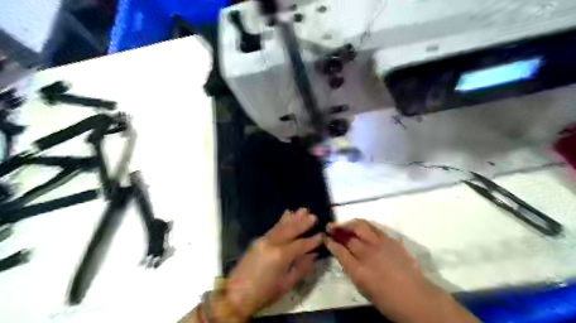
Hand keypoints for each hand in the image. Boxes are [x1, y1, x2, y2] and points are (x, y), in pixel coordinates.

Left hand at [222, 209, 321, 320]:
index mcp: (280, 255)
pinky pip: (273, 228)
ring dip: (293, 218)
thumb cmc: (264, 293)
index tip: (322, 235)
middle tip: (314, 216)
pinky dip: (281, 221)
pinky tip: (287, 214)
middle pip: (291, 230)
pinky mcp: (258, 240)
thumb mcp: (286, 284)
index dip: (312, 241)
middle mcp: (272, 243)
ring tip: (303, 210)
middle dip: (303, 223)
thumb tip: (313, 255)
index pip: (301, 244)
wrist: (236, 294)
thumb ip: (301, 267)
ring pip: (281, 226)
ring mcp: (263, 240)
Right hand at [324, 220, 477, 321]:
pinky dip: (363, 225)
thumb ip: (351, 269)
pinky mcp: (390, 240)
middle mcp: (368, 254)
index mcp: (359, 271)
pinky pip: (373, 227)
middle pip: (348, 237)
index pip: (339, 251)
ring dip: (349, 223)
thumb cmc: (387, 300)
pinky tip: (359, 226)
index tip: (325, 239)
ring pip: (360, 226)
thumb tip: (344, 256)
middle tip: (330, 228)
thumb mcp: (363, 288)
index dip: (330, 243)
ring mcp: (380, 244)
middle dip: (337, 230)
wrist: (416, 298)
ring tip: (342, 224)